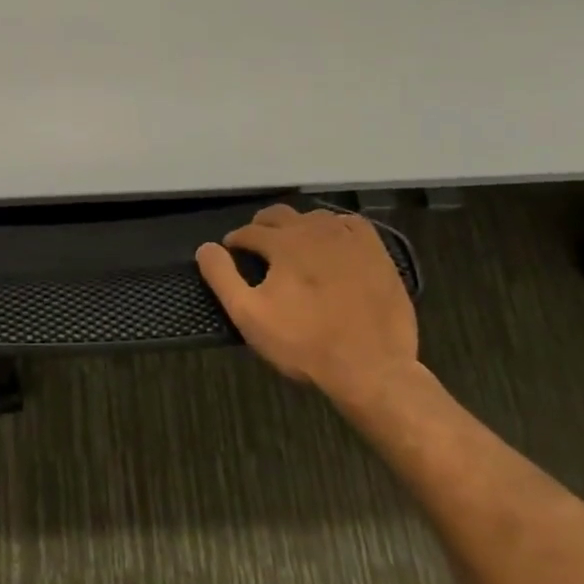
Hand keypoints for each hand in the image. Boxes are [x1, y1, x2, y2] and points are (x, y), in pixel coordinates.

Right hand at [196, 205, 417, 405]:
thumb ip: (222, 276)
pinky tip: (332, 245)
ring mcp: (348, 238)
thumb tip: (206, 247)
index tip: (232, 255)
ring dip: (297, 227)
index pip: (249, 231)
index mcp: (283, 243)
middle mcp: (315, 230)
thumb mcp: (249, 315)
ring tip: (292, 249)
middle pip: (279, 215)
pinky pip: (349, 224)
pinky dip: (334, 228)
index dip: (236, 242)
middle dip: (262, 228)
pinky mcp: (377, 251)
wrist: (372, 369)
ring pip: (313, 217)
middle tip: (258, 249)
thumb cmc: (305, 343)